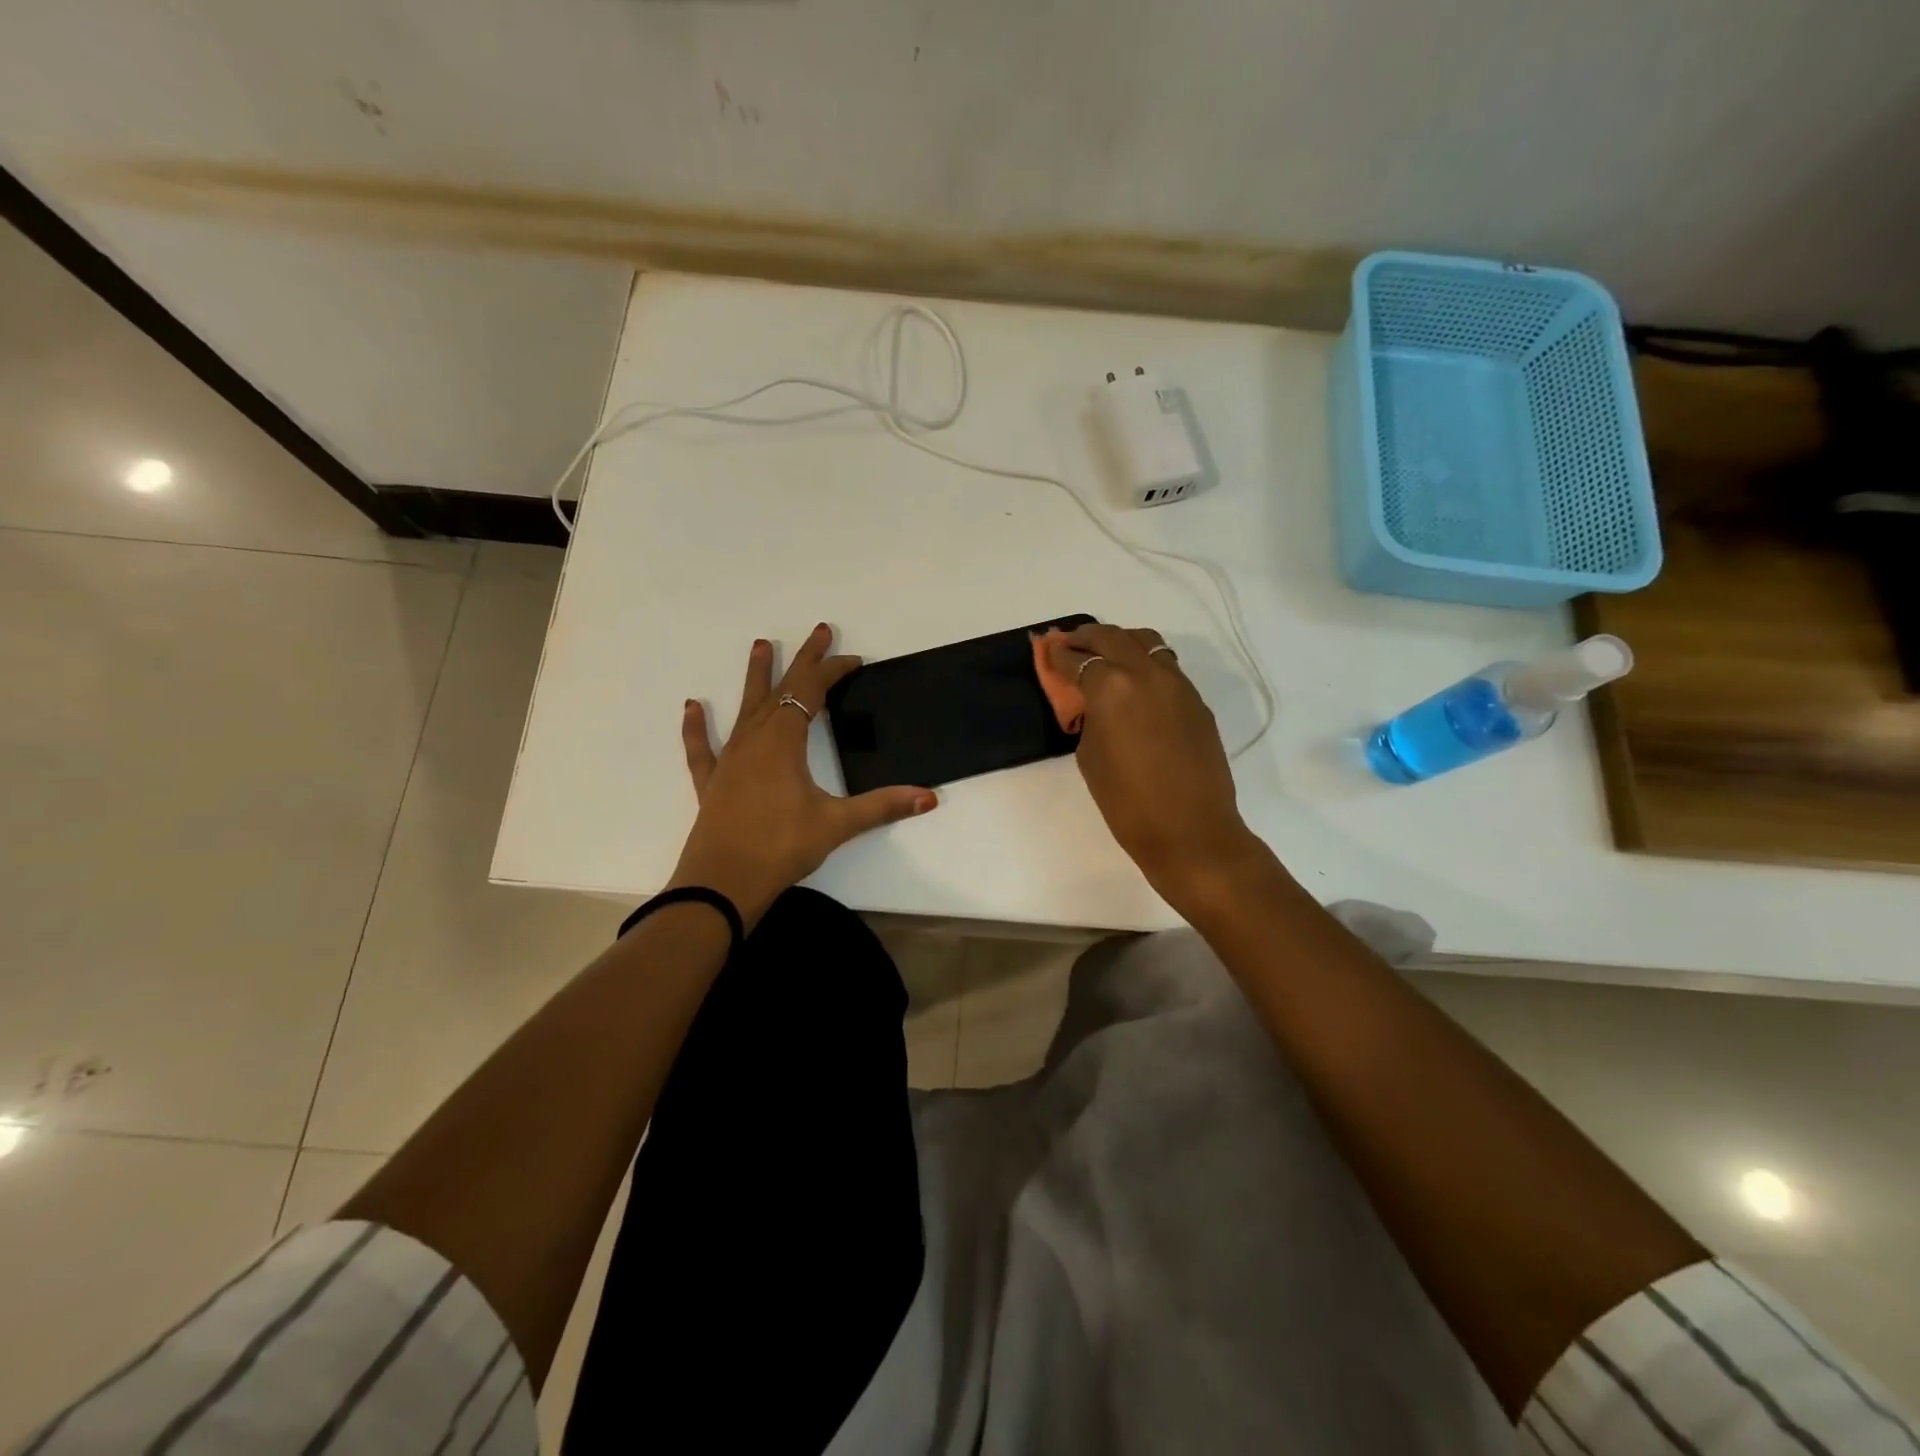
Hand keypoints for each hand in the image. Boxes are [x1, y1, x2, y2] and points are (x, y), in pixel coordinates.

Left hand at [671, 623, 937, 924]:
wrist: (721, 884)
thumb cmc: (780, 847)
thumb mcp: (836, 824)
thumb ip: (882, 806)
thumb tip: (928, 797)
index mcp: (784, 741)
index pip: (812, 691)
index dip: (833, 671)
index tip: (854, 660)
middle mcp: (755, 740)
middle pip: (781, 688)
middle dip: (802, 660)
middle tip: (818, 630)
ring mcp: (730, 760)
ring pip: (745, 708)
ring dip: (755, 677)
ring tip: (760, 646)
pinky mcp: (713, 782)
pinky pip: (704, 747)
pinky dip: (698, 727)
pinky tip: (692, 707)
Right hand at [1043, 623, 1265, 912]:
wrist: (1190, 830)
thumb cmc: (1127, 802)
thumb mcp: (1089, 756)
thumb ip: (1089, 718)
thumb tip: (1094, 703)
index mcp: (1111, 687)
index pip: (1078, 659)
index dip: (1059, 655)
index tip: (1049, 651)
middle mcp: (1146, 673)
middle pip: (1112, 638)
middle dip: (1087, 637)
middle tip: (1071, 643)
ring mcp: (1178, 684)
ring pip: (1146, 643)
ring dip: (1121, 642)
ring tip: (1105, 654)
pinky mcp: (1197, 701)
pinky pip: (1167, 667)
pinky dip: (1145, 663)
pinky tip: (1135, 683)